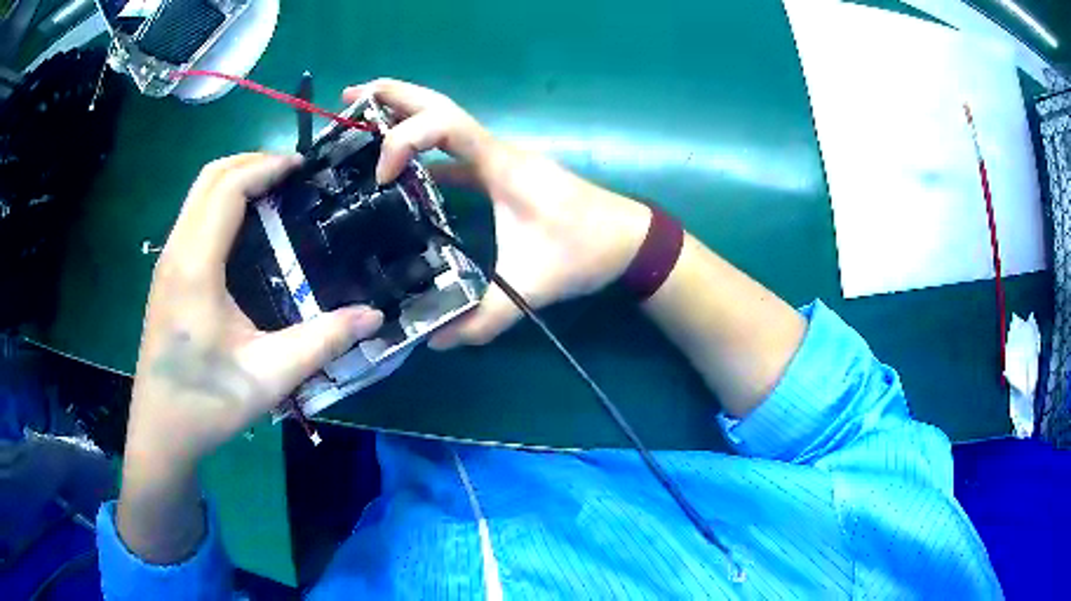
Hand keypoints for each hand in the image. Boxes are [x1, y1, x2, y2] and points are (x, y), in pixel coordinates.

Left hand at [124, 154, 382, 471]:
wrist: (161, 432)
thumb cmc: (207, 403)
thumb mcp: (269, 376)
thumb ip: (322, 341)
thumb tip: (374, 315)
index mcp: (195, 266)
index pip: (228, 188)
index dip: (266, 167)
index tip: (302, 167)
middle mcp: (176, 253)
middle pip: (209, 177)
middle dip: (250, 162)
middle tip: (291, 174)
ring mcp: (166, 263)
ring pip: (197, 194)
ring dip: (234, 179)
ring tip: (272, 192)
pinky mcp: (166, 276)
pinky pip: (193, 216)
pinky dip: (221, 201)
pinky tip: (245, 228)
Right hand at [343, 79, 649, 348]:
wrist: (628, 240)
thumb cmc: (586, 252)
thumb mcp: (532, 288)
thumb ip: (484, 319)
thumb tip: (433, 341)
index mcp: (501, 164)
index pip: (444, 126)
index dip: (404, 139)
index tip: (381, 176)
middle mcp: (497, 151)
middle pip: (439, 104)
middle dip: (393, 95)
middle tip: (350, 94)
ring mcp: (499, 159)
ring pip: (445, 122)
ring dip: (405, 115)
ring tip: (362, 118)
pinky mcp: (502, 174)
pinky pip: (455, 152)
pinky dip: (424, 152)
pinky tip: (402, 171)